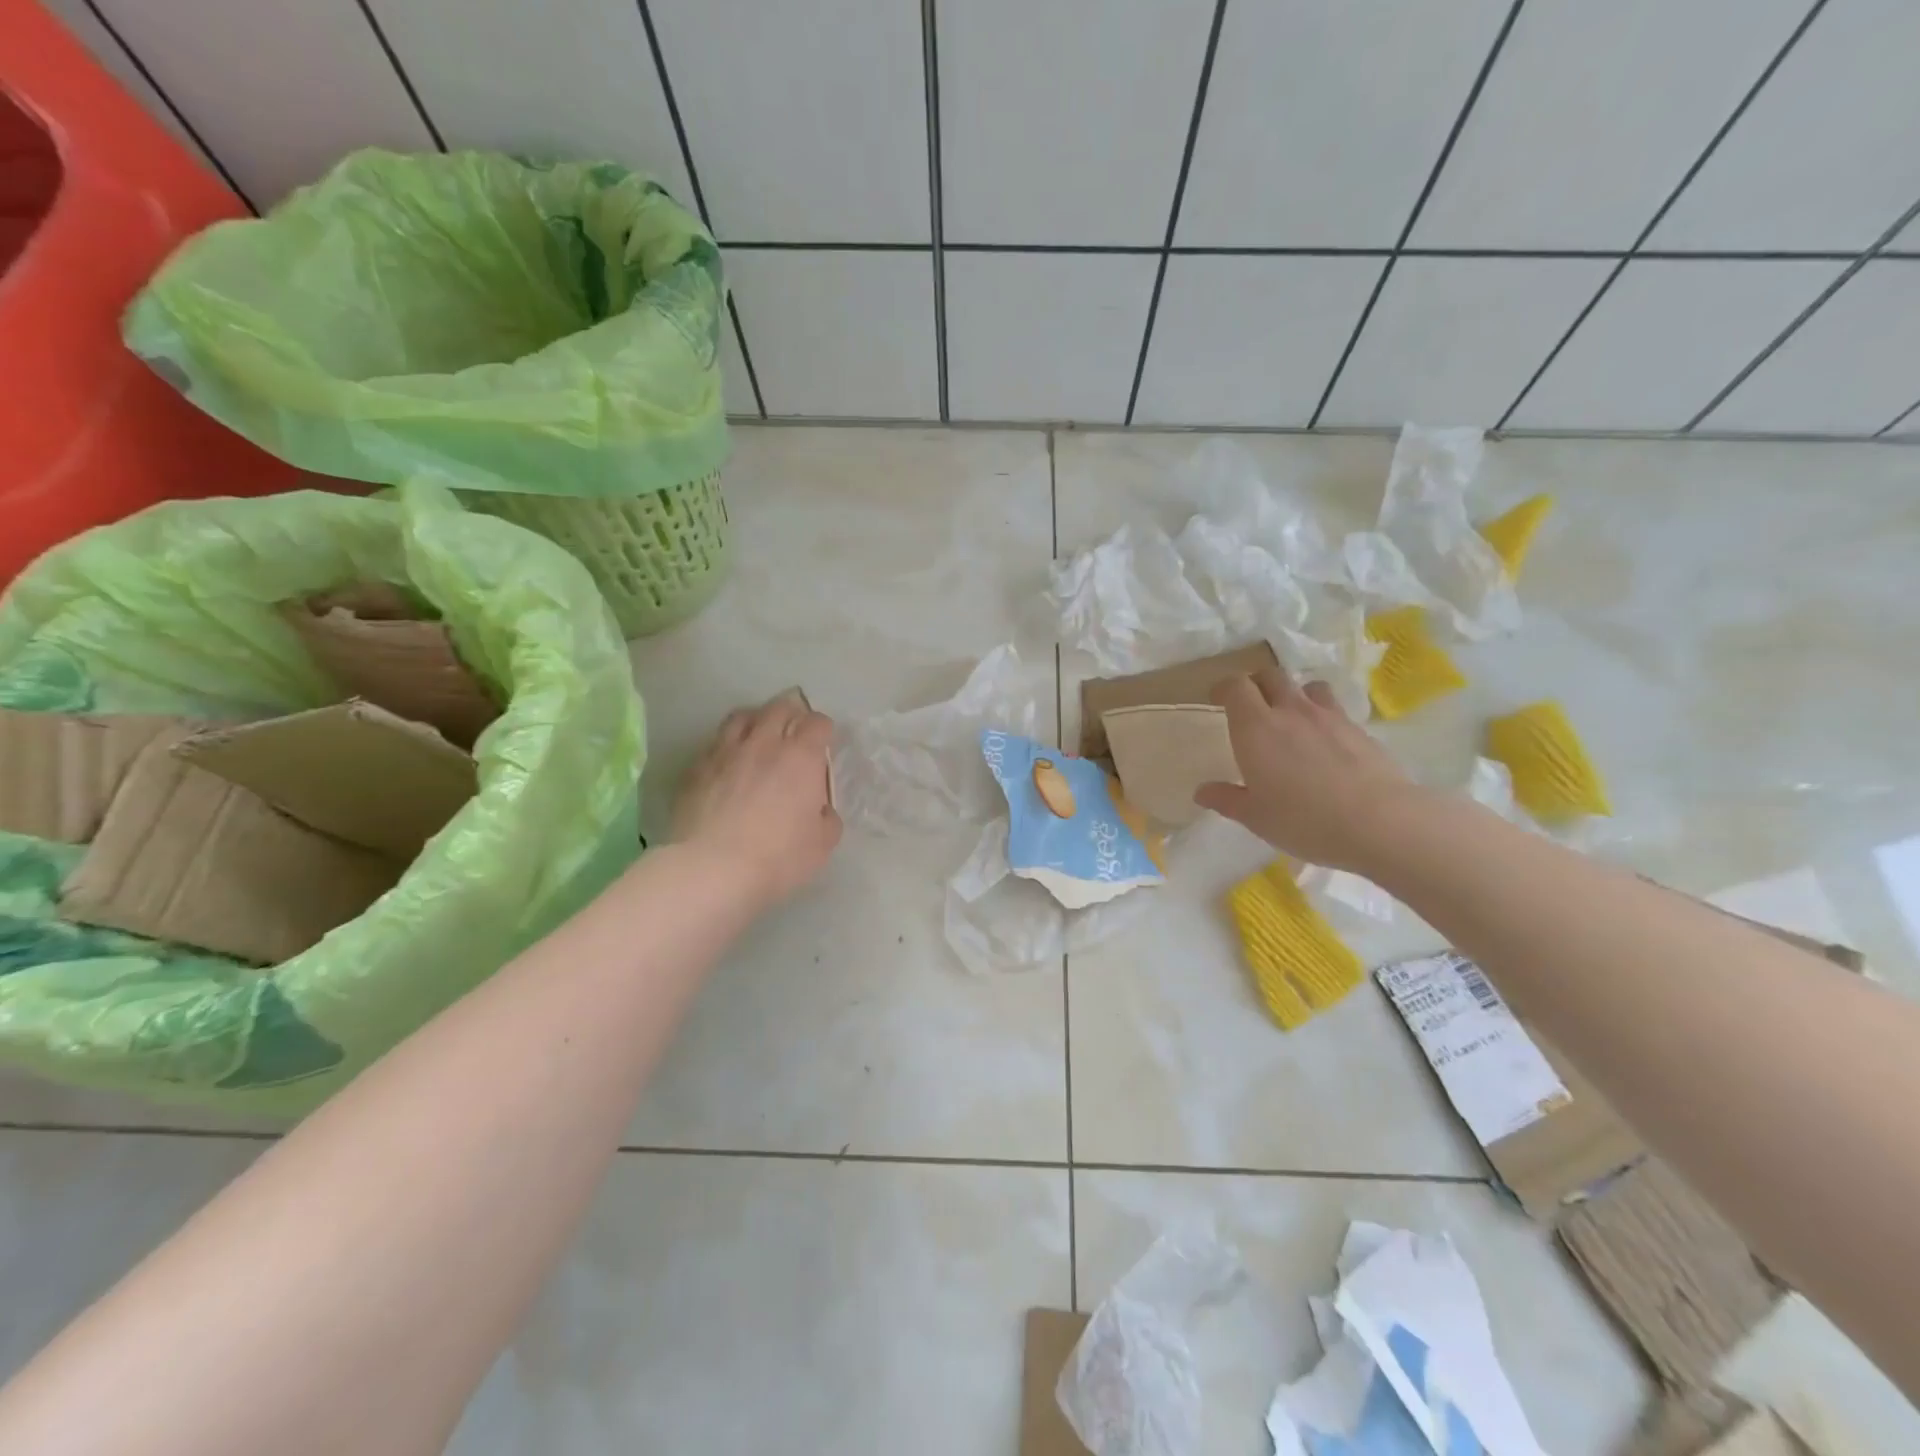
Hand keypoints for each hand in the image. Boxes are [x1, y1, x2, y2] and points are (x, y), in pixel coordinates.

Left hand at [672, 695, 841, 905]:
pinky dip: (726, 746)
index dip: (824, 731)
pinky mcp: (695, 768)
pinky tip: (727, 764)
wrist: (712, 868)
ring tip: (759, 738)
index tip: (824, 746)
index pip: (817, 722)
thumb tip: (819, 809)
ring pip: (742, 717)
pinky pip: (714, 743)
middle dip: (792, 715)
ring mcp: (725, 751)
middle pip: (779, 707)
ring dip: (756, 721)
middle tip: (794, 734)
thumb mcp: (822, 845)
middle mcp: (764, 743)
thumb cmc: (777, 857)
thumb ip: (827, 818)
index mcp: (801, 757)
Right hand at [1193, 667, 1425, 872]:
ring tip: (1292, 718)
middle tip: (1251, 706)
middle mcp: (1290, 711)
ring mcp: (1329, 716)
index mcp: (1256, 727)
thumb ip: (1227, 799)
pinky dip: (1323, 717)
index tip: (1217, 700)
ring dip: (1294, 694)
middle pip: (1270, 675)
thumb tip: (1202, 791)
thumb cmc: (1303, 819)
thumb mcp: (1255, 817)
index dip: (1224, 688)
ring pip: (1307, 686)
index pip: (1236, 686)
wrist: (1380, 822)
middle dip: (1257, 684)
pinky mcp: (1359, 729)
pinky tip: (1325, 744)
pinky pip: (1335, 709)